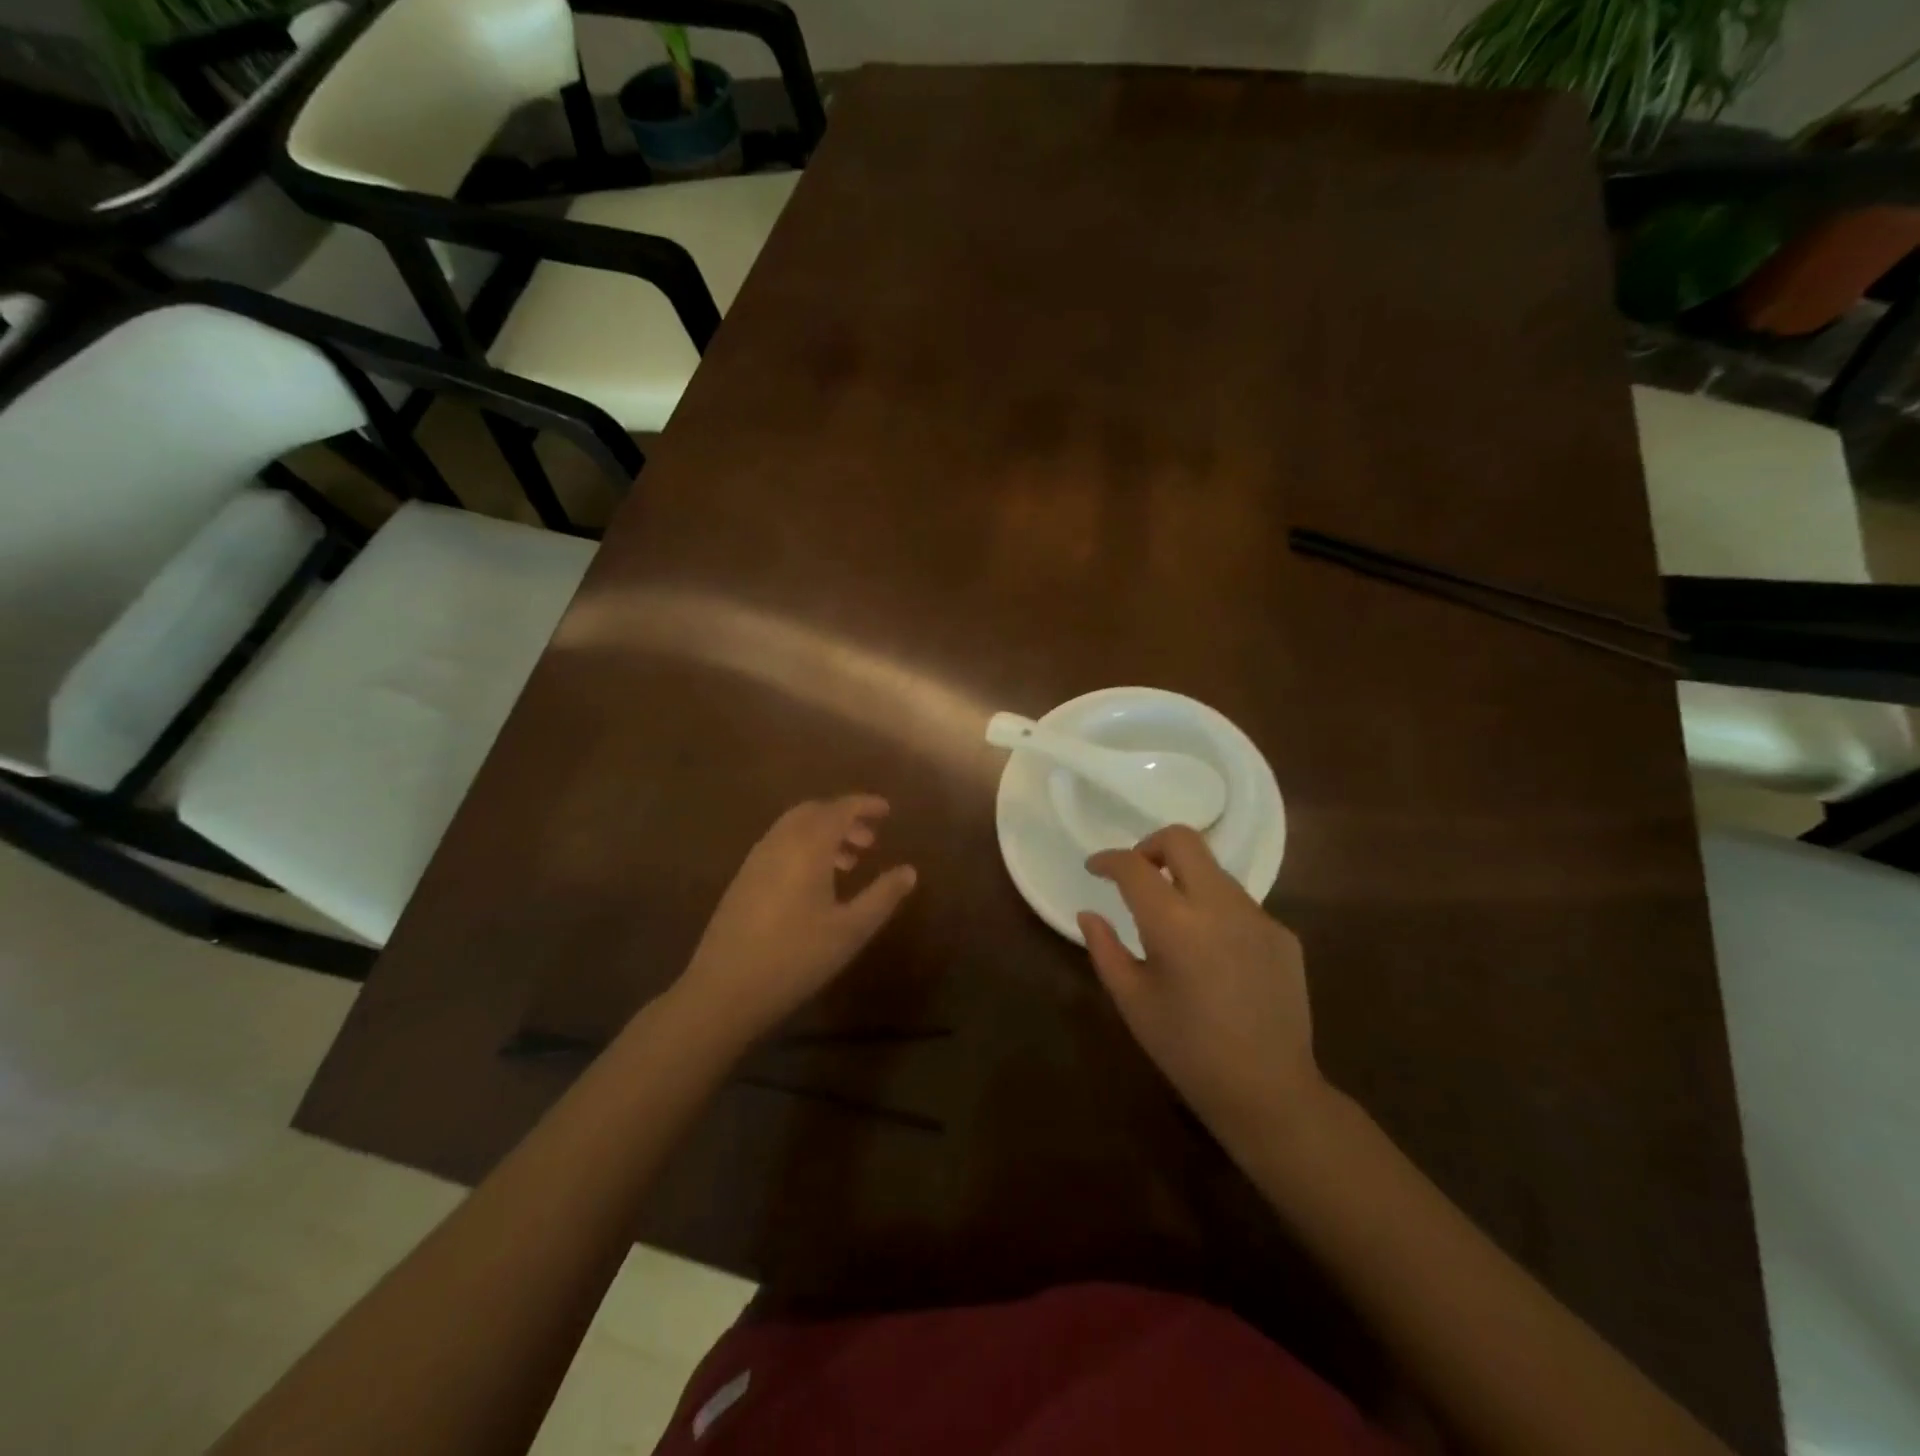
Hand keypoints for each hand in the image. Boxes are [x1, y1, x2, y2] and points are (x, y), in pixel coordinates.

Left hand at [675, 796, 917, 1045]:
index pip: (839, 809)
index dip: (864, 805)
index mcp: (807, 847)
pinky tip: (815, 881)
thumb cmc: (796, 957)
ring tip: (849, 863)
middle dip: (844, 816)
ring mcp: (756, 859)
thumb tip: (909, 871)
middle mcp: (779, 842)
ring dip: (823, 833)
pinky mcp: (743, 879)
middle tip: (870, 839)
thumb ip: (882, 896)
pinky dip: (804, 846)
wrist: (724, 989)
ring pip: (794, 828)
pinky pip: (779, 844)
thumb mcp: (850, 930)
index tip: (887, 810)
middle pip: (814, 811)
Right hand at [1080, 826, 1325, 1156]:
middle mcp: (1219, 905)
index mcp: (1174, 923)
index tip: (1095, 868)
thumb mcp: (1132, 1002)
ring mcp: (1257, 916)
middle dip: (1151, 846)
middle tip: (1136, 875)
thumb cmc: (1187, 1050)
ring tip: (1174, 923)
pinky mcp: (1282, 934)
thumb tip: (1089, 914)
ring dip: (1185, 880)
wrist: (1269, 1091)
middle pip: (1183, 840)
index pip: (1134, 866)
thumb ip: (1104, 949)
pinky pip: (1240, 904)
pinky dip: (1215, 910)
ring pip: (1214, 871)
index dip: (1108, 859)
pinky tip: (1213, 954)